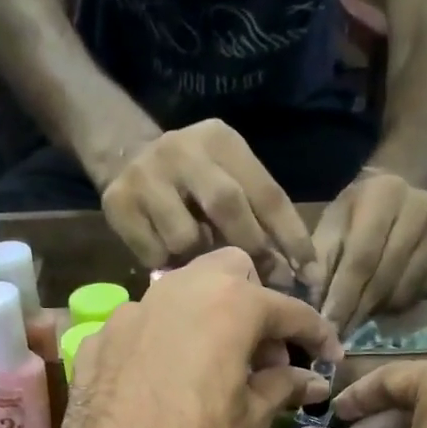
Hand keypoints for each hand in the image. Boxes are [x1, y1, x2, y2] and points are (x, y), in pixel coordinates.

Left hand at [55, 247, 344, 427]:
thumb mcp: (249, 425)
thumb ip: (281, 387)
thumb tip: (310, 378)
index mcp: (226, 306)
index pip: (286, 308)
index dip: (315, 334)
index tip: (330, 357)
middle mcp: (175, 291)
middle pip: (229, 273)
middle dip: (256, 304)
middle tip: (265, 355)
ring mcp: (128, 313)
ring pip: (180, 292)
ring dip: (208, 318)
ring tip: (217, 368)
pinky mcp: (96, 342)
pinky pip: (143, 326)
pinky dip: (165, 342)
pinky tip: (167, 382)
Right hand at [99, 120, 316, 274]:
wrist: (125, 156)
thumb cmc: (193, 180)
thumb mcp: (227, 178)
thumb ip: (254, 213)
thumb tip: (290, 272)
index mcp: (221, 141)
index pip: (266, 192)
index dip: (290, 236)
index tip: (308, 274)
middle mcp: (183, 150)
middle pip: (227, 207)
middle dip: (251, 251)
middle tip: (265, 286)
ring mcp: (146, 176)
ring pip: (186, 237)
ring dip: (201, 262)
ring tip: (203, 270)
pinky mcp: (118, 204)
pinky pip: (154, 253)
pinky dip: (168, 267)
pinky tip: (170, 264)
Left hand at [310, 169, 426, 335]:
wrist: (393, 196)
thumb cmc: (352, 217)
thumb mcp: (329, 229)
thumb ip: (319, 264)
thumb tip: (315, 306)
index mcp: (384, 194)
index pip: (362, 257)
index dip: (343, 296)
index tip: (327, 325)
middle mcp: (421, 206)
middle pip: (385, 275)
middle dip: (358, 310)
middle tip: (338, 335)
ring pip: (405, 288)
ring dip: (377, 310)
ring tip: (356, 317)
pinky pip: (423, 292)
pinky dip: (399, 305)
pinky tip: (381, 304)